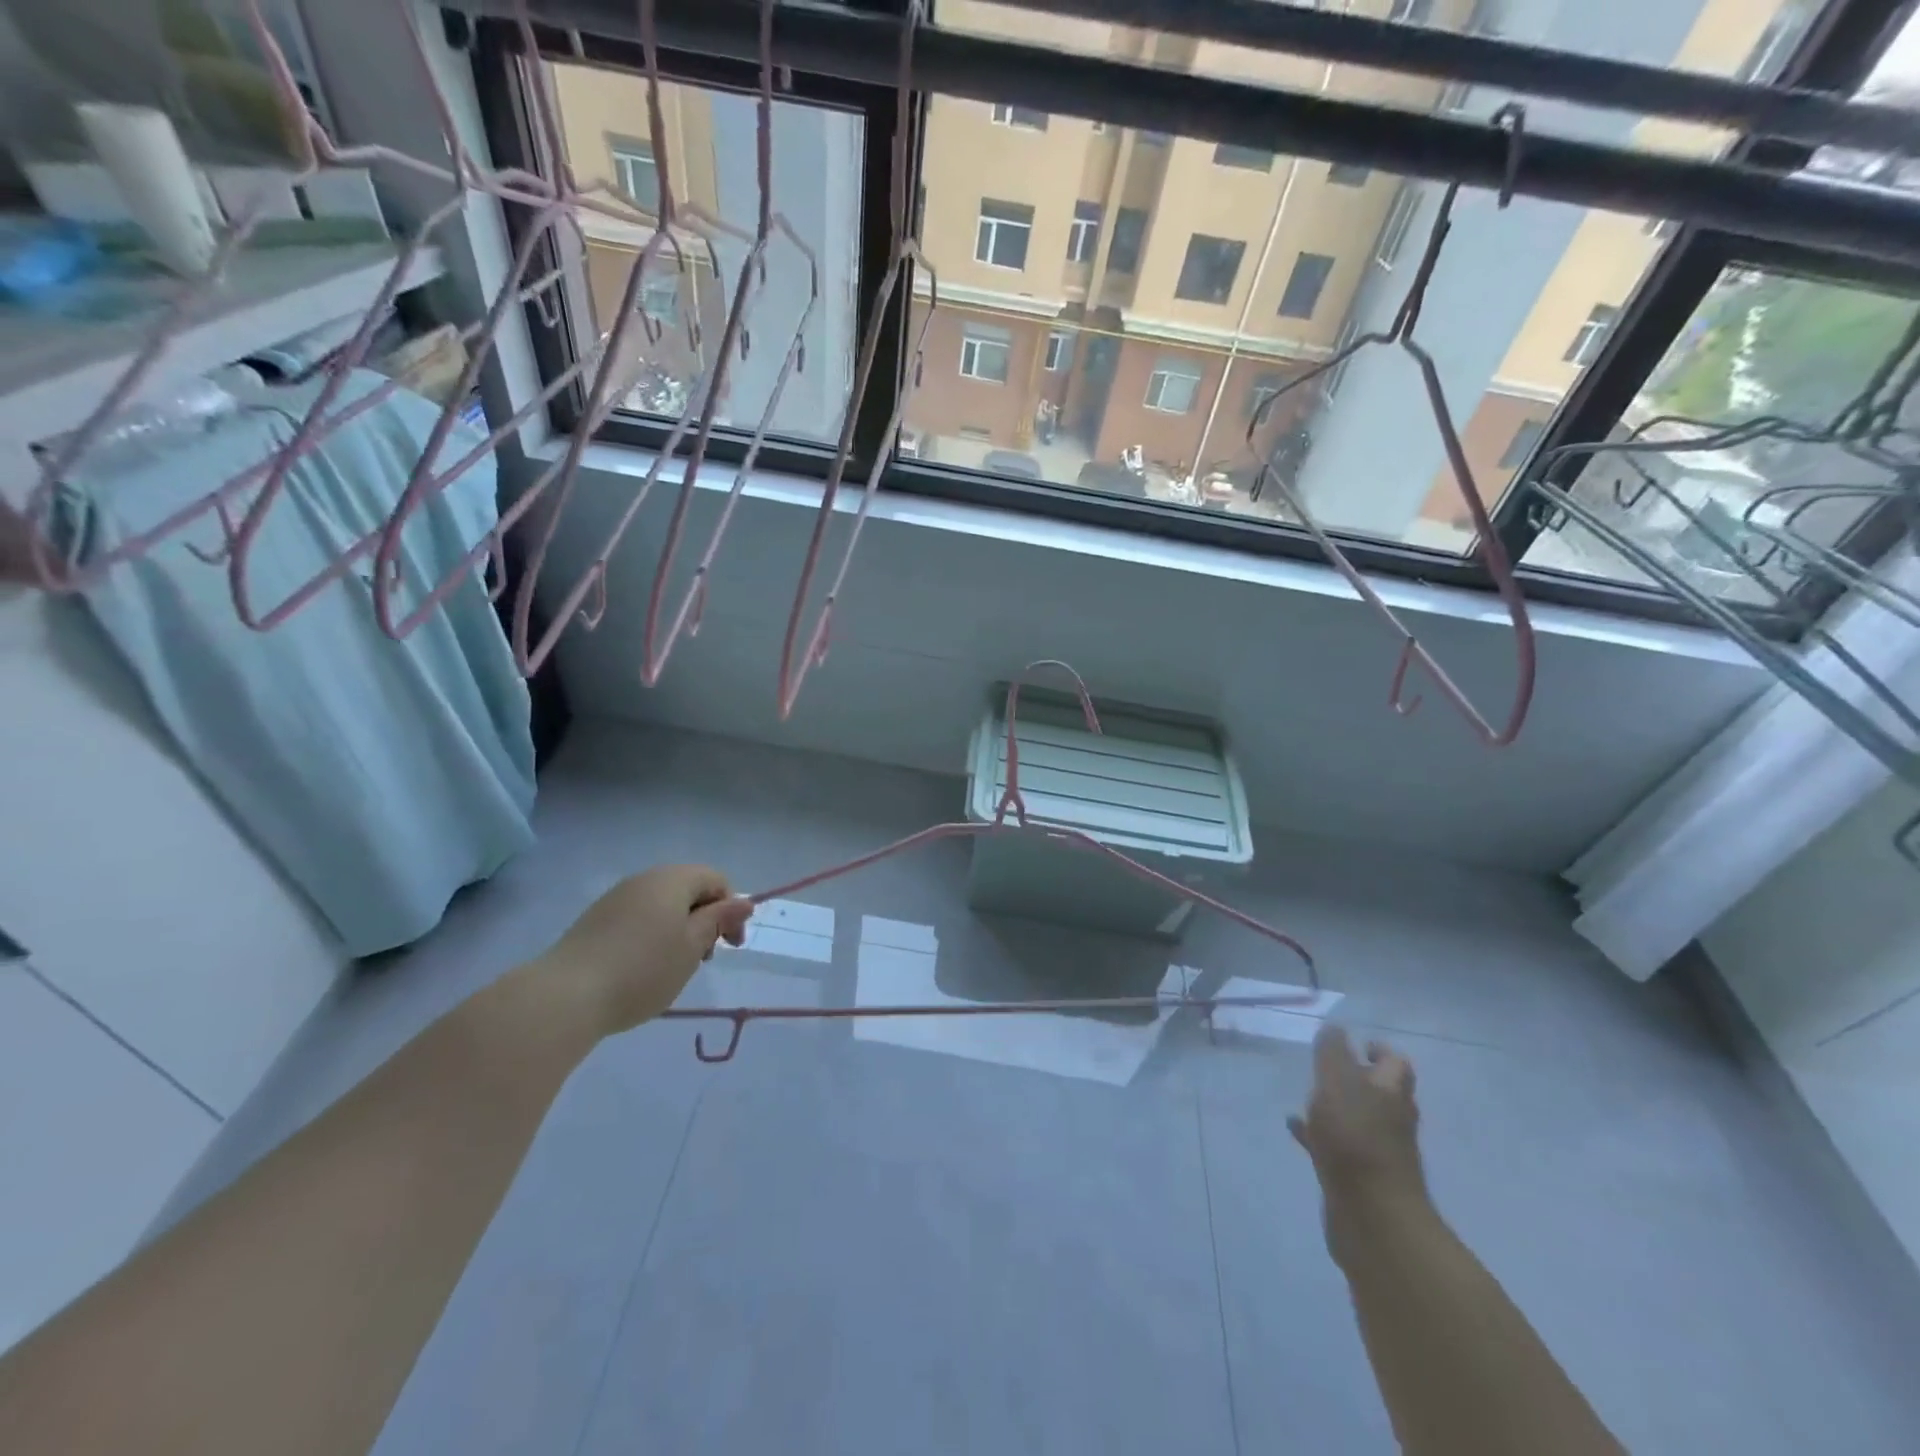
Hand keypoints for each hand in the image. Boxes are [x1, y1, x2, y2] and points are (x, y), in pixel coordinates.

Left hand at [541, 865, 752, 1035]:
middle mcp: (644, 879)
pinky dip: (652, 935)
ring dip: (679, 929)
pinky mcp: (595, 920)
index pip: (716, 879)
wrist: (565, 996)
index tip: (730, 947)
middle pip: (688, 889)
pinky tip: (643, 968)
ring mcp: (616, 898)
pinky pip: (638, 918)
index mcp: (672, 879)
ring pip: (662, 905)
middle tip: (704, 958)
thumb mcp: (692, 947)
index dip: (731, 909)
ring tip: (674, 966)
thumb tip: (743, 902)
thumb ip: (719, 920)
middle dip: (705, 919)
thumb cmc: (643, 969)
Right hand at [1289, 1025, 1427, 1209]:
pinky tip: (1294, 1127)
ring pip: (1357, 1119)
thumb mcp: (1338, 1083)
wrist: (1373, 1218)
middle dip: (1359, 1079)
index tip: (1358, 1043)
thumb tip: (1335, 1028)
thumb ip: (1333, 1053)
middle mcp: (1391, 1120)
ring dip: (1336, 1107)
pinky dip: (1318, 1135)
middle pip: (1381, 1093)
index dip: (1379, 1051)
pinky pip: (1337, 1146)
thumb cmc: (1356, 1139)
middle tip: (1329, 1067)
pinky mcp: (1358, 1177)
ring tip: (1306, 1095)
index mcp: (1391, 1094)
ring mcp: (1377, 1152)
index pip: (1395, 1064)